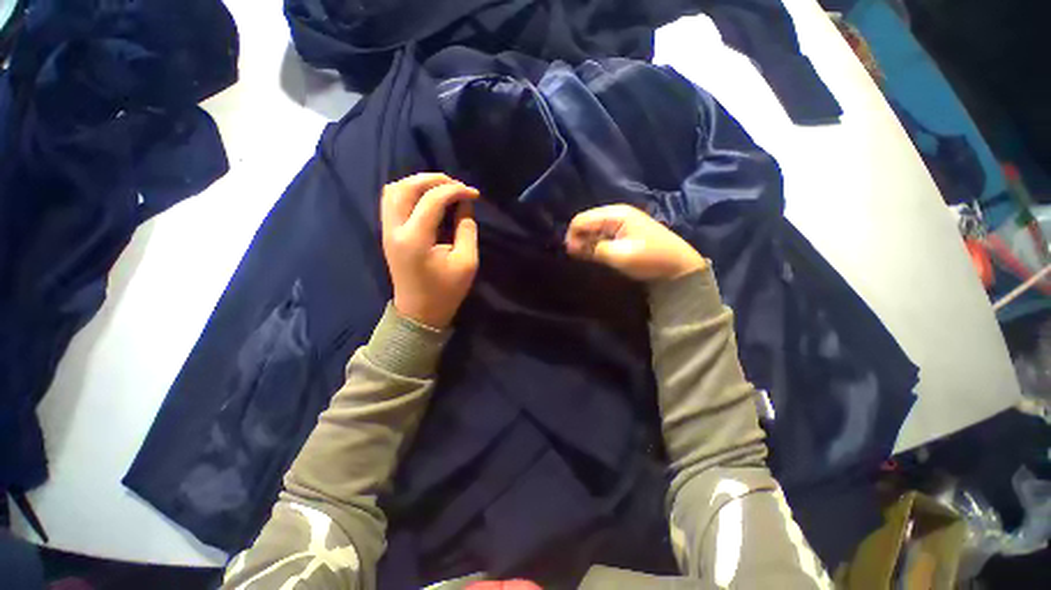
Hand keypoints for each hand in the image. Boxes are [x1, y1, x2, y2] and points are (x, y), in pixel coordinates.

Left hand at [381, 173, 479, 328]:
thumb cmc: (446, 291)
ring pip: (393, 190)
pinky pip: (391, 201)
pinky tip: (426, 197)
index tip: (474, 194)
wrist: (419, 313)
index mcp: (415, 239)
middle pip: (405, 187)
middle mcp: (395, 230)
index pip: (432, 200)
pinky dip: (408, 191)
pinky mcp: (388, 234)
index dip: (455, 190)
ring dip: (418, 182)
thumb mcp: (466, 262)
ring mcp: (387, 231)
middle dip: (434, 179)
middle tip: (457, 184)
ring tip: (442, 187)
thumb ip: (467, 229)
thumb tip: (464, 204)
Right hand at [564, 205, 706, 280]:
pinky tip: (595, 257)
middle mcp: (615, 214)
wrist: (679, 267)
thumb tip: (570, 246)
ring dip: (586, 244)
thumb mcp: (620, 255)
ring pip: (592, 230)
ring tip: (586, 259)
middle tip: (578, 258)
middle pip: (586, 223)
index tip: (571, 255)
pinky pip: (601, 236)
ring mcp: (620, 223)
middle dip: (578, 239)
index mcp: (615, 214)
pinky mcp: (623, 234)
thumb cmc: (651, 259)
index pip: (581, 219)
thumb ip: (593, 249)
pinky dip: (595, 246)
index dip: (572, 236)